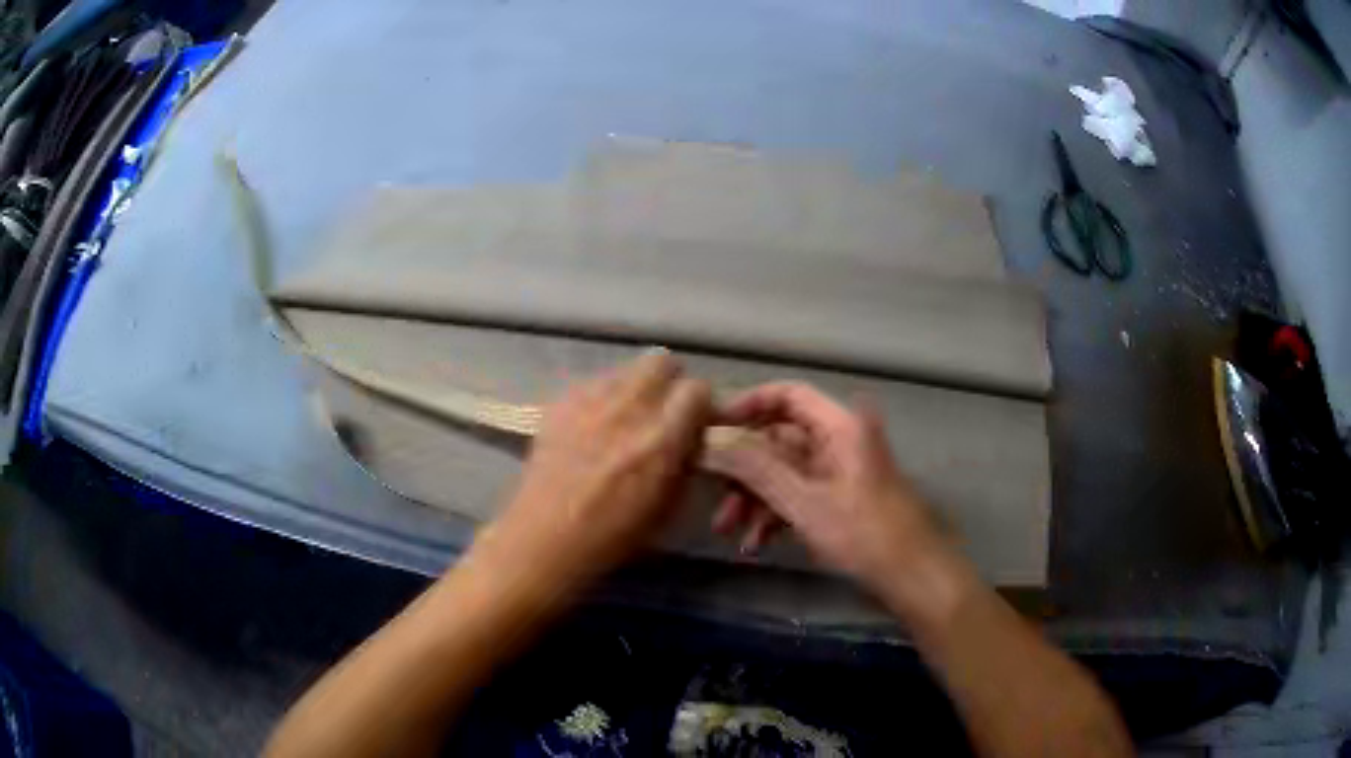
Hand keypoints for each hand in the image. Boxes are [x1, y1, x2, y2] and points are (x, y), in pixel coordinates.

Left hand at [471, 352, 711, 600]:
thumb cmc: (613, 535)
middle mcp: (628, 408)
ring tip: (624, 418)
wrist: (546, 536)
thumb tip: (690, 435)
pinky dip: (602, 398)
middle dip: (668, 382)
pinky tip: (593, 426)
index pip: (697, 389)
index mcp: (661, 438)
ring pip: (625, 369)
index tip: (693, 422)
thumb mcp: (669, 506)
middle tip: (661, 410)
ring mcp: (590, 400)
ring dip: (634, 388)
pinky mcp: (561, 402)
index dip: (699, 405)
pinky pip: (593, 383)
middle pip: (660, 361)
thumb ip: (686, 461)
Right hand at [703, 382, 956, 602]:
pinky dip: (775, 515)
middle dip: (743, 468)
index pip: (789, 396)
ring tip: (727, 530)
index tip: (712, 426)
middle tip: (709, 488)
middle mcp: (839, 442)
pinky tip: (755, 544)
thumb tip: (711, 444)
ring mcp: (838, 473)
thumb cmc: (864, 533)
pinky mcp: (838, 501)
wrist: (912, 576)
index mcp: (840, 427)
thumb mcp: (804, 503)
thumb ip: (757, 470)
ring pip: (784, 473)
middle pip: (780, 439)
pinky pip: (798, 496)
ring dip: (754, 498)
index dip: (748, 405)